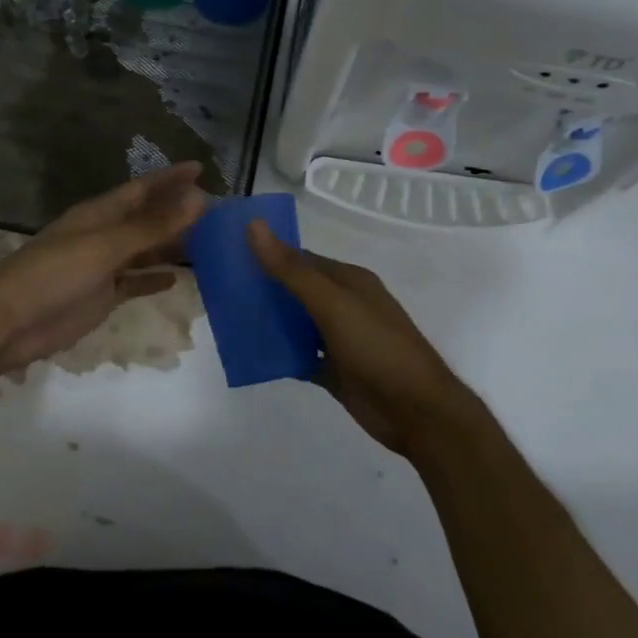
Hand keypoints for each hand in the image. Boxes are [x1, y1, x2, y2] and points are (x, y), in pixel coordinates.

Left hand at [0, 163, 207, 380]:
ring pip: (144, 250)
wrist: (9, 321)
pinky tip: (179, 278)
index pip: (142, 189)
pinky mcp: (101, 296)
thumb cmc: (55, 273)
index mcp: (99, 214)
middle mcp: (103, 235)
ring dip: (171, 245)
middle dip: (176, 212)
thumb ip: (152, 227)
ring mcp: (102, 267)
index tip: (201, 168)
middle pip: (146, 219)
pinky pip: (135, 282)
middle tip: (216, 209)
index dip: (170, 178)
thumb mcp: (106, 246)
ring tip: (207, 242)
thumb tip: (198, 198)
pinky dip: (154, 278)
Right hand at [246, 221, 483, 457]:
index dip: (267, 254)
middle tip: (219, 289)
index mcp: (348, 281)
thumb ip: (292, 269)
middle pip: (295, 290)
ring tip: (227, 319)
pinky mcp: (335, 370)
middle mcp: (344, 305)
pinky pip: (300, 356)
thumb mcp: (332, 304)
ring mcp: (340, 339)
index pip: (300, 259)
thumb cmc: (377, 348)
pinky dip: (280, 354)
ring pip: (296, 324)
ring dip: (269, 321)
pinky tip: (252, 353)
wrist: (417, 412)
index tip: (228, 255)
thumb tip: (254, 226)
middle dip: (263, 289)